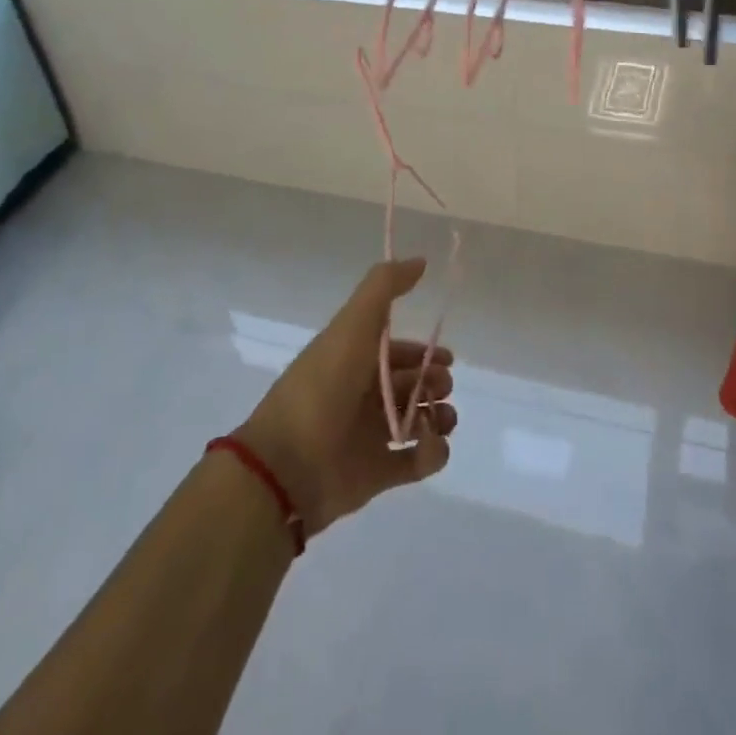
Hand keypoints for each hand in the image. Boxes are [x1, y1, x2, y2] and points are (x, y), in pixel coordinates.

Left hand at [237, 259, 456, 536]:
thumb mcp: (353, 324)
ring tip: (441, 419)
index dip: (424, 352)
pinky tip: (433, 444)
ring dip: (440, 417)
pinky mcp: (377, 473)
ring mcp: (370, 435)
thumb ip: (385, 287)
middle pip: (412, 385)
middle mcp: (363, 394)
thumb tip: (421, 261)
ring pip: (419, 421)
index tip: (447, 357)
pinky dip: (434, 453)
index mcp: (354, 359)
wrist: (288, 464)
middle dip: (435, 383)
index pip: (397, 351)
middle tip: (440, 388)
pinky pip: (417, 462)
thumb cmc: (323, 386)